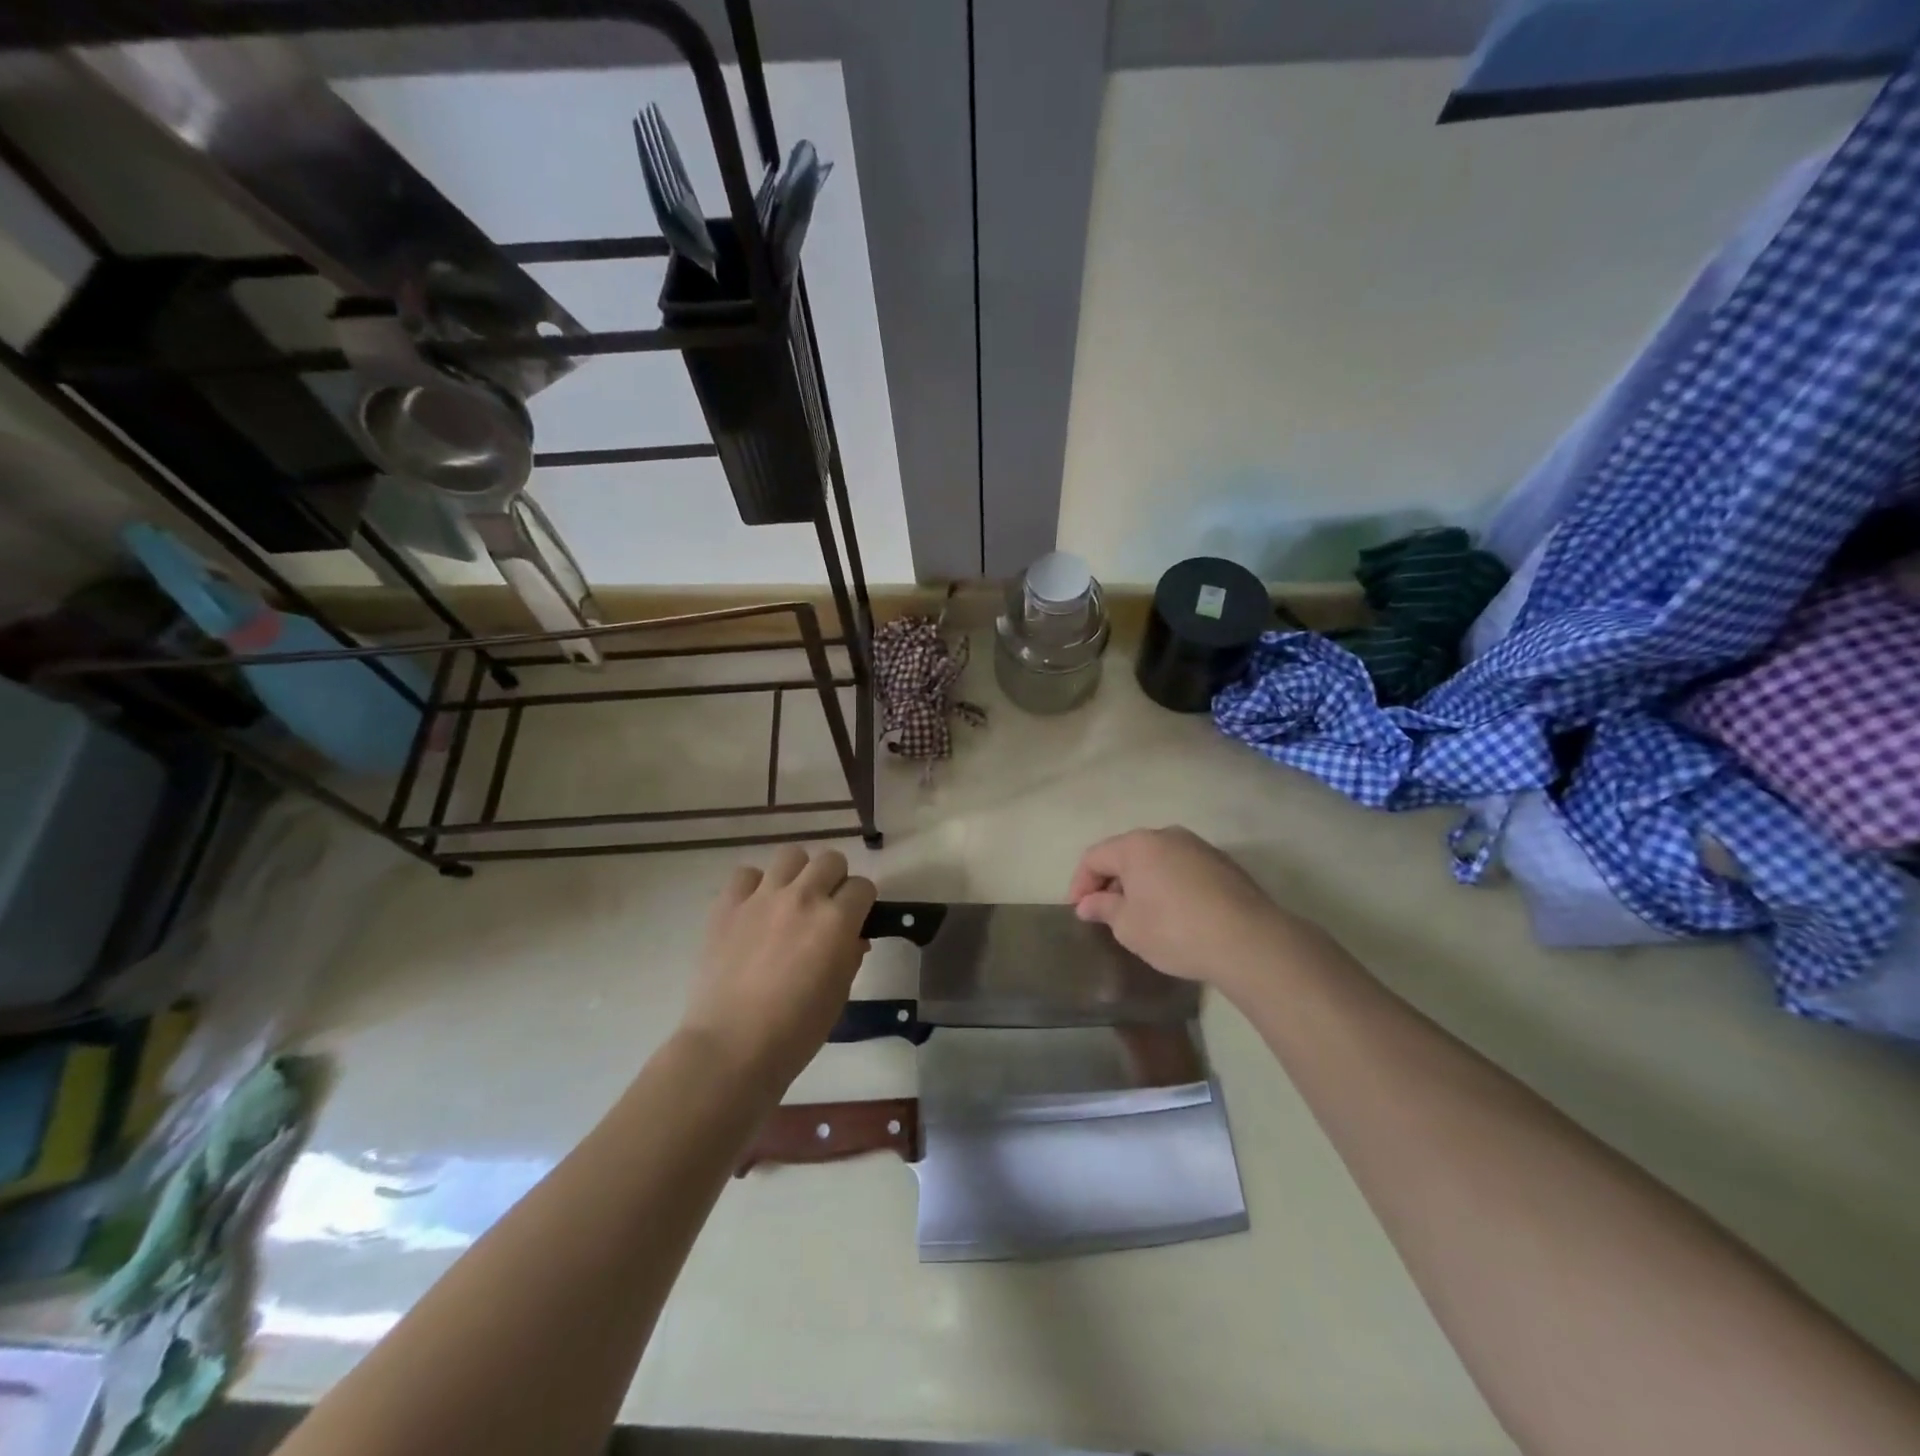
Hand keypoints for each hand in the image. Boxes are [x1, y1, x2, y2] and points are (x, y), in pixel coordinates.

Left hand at [681, 846, 876, 1091]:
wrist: (731, 1048)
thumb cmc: (796, 1031)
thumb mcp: (839, 995)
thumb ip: (850, 956)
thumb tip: (852, 938)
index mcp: (837, 921)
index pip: (863, 886)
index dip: (862, 903)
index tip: (856, 919)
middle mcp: (803, 898)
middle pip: (831, 860)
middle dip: (835, 880)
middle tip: (826, 908)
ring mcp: (762, 898)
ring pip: (791, 855)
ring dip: (798, 874)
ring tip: (790, 900)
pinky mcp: (727, 905)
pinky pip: (746, 874)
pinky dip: (754, 886)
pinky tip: (754, 910)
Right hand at [1068, 827, 1295, 994]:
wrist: (1248, 941)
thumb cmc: (1175, 931)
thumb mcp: (1129, 927)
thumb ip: (1104, 909)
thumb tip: (1088, 903)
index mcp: (1137, 845)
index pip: (1095, 856)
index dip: (1080, 883)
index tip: (1079, 912)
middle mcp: (1167, 835)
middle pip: (1127, 853)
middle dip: (1111, 881)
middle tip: (1105, 913)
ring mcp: (1199, 847)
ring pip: (1158, 860)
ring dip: (1142, 882)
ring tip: (1140, 914)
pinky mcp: (1224, 864)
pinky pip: (1183, 869)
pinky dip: (1169, 886)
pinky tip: (1174, 914)